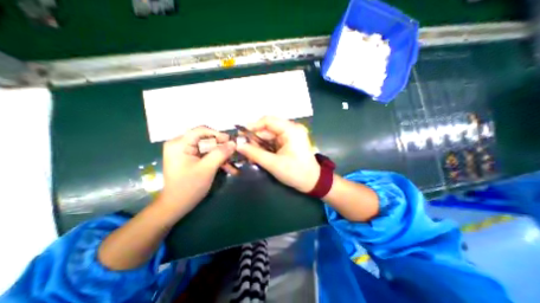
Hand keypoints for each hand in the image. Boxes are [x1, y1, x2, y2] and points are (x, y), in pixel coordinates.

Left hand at [160, 127, 235, 211]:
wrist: (176, 205)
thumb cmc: (189, 187)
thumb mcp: (207, 169)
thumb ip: (220, 153)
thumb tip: (233, 143)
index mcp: (179, 144)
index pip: (201, 130)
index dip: (218, 134)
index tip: (231, 141)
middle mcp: (180, 144)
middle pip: (206, 139)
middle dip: (221, 147)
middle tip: (234, 153)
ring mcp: (185, 151)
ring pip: (208, 147)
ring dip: (221, 155)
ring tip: (232, 163)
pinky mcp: (190, 158)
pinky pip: (206, 154)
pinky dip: (216, 160)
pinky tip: (227, 167)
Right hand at [237, 117, 319, 191]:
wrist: (312, 182)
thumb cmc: (296, 172)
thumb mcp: (273, 164)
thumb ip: (255, 153)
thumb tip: (238, 145)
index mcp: (291, 130)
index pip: (268, 121)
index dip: (253, 126)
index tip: (240, 135)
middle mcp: (291, 129)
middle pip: (267, 129)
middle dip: (254, 138)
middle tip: (242, 147)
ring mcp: (290, 135)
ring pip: (269, 135)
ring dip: (258, 144)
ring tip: (248, 153)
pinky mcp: (288, 142)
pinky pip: (273, 141)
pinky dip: (264, 147)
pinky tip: (257, 154)